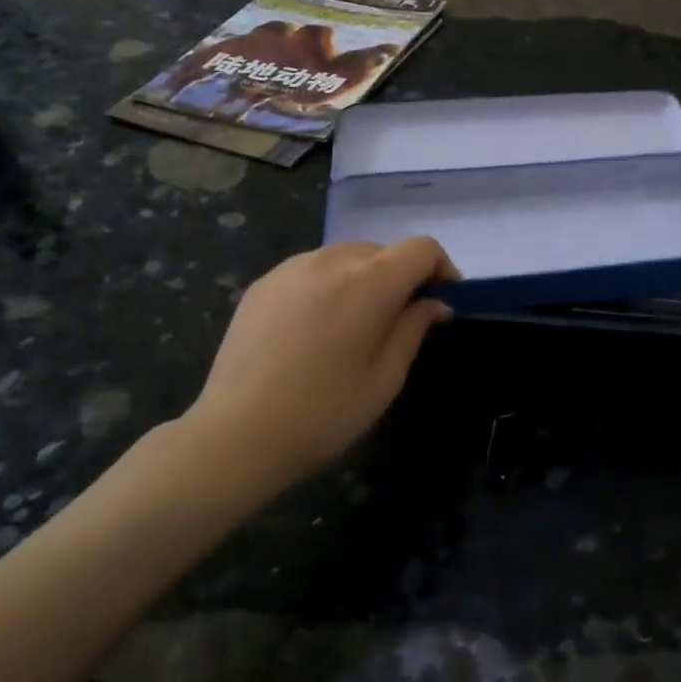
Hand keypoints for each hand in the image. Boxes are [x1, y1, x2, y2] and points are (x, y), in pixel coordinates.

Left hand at [180, 237, 457, 484]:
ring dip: (364, 279)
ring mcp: (291, 268)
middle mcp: (331, 261)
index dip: (441, 268)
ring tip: (355, 325)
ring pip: (345, 258)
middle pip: (383, 251)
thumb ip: (415, 328)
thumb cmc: (326, 412)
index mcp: (370, 282)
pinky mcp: (263, 283)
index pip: (421, 249)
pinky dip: (328, 286)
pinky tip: (315, 329)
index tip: (442, 300)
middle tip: (400, 321)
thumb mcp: (386, 377)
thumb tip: (435, 303)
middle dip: (401, 277)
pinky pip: (311, 270)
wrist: (238, 433)